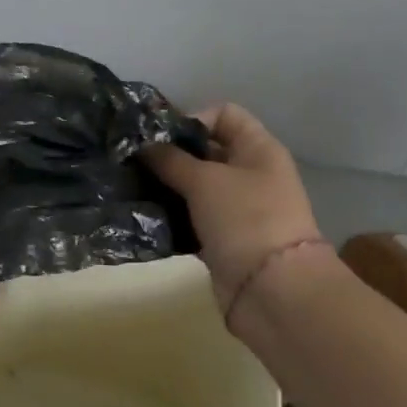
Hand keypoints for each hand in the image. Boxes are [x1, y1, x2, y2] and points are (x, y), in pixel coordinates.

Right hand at [142, 103, 330, 317]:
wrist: (273, 292)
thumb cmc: (244, 220)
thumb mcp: (204, 181)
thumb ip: (170, 159)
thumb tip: (144, 145)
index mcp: (258, 149)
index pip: (224, 114)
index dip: (192, 118)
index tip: (160, 136)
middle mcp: (251, 173)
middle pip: (206, 150)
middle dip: (171, 154)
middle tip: (134, 160)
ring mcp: (239, 208)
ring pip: (196, 186)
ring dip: (168, 186)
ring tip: (133, 187)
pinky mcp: (225, 238)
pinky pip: (193, 217)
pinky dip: (173, 215)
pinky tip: (145, 215)